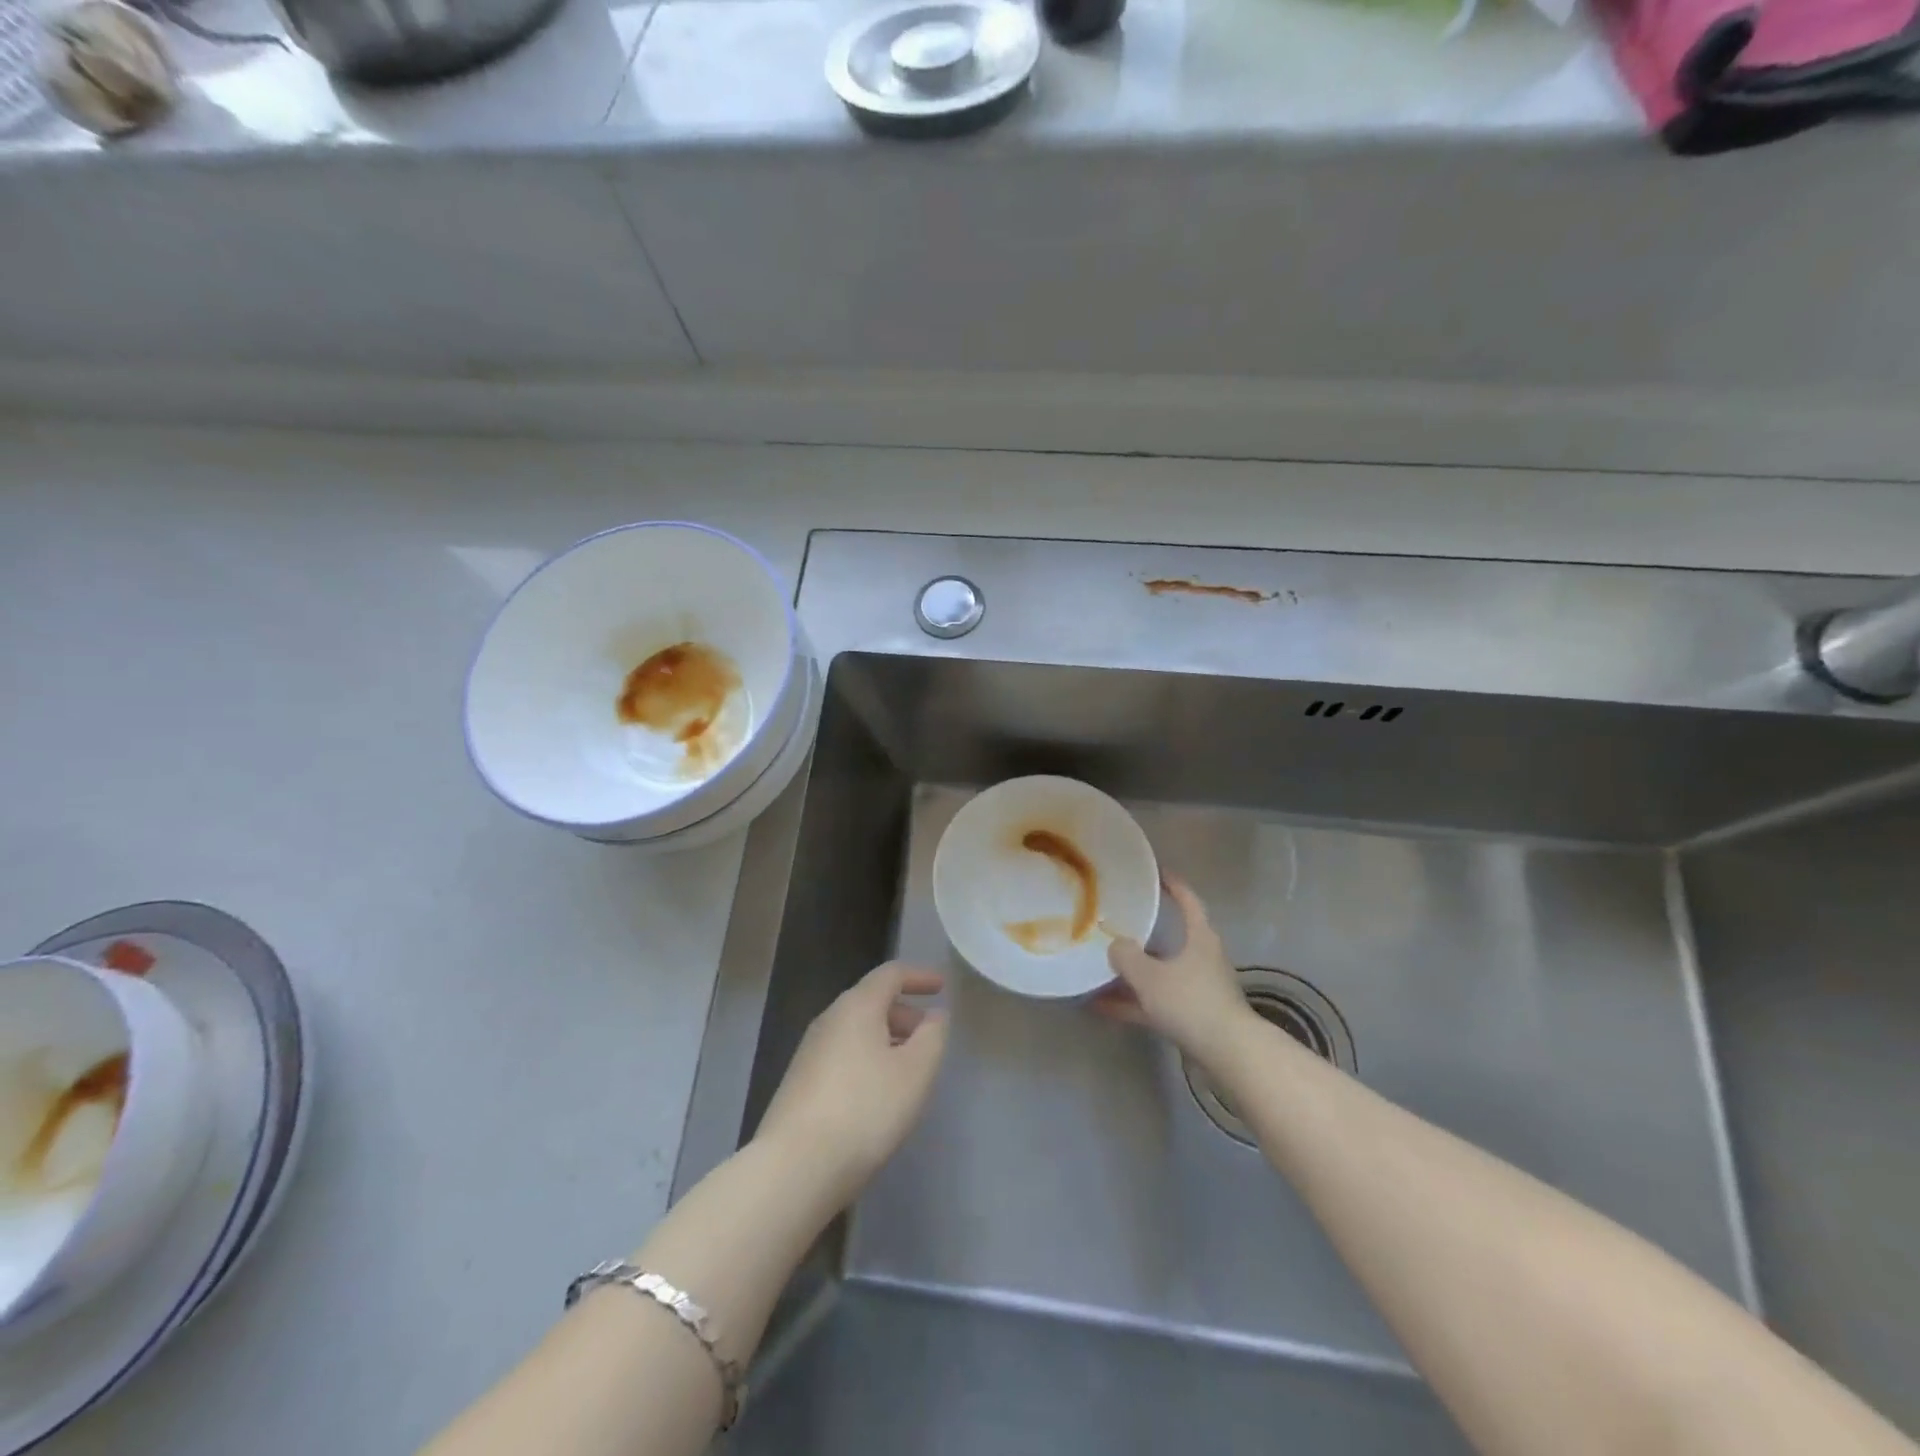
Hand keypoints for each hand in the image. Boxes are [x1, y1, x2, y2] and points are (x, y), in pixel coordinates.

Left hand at [754, 962, 949, 1203]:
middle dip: (904, 1013)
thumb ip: (932, 1036)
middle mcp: (829, 1019)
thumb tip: (934, 1015)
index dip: (919, 976)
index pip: (890, 974)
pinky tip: (878, 1093)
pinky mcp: (800, 1083)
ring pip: (856, 1031)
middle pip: (871, 1001)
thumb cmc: (866, 1109)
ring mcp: (810, 1052)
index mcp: (857, 1006)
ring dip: (886, 1039)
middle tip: (929, 1036)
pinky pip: (843, 1055)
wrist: (795, 1166)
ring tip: (908, 1068)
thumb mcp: (916, 1071)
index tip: (941, 986)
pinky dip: (867, 1059)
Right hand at [1092, 878, 1250, 1068]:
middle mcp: (1201, 958)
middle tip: (1115, 925)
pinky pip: (1155, 1002)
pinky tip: (1101, 1007)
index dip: (1173, 885)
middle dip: (1141, 936)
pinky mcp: (1193, 1017)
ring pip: (1159, 974)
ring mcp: (1198, 989)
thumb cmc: (1191, 1001)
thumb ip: (1126, 957)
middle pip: (1169, 940)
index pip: (1188, 901)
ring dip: (1130, 975)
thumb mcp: (1149, 975)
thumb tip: (1115, 946)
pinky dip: (1132, 1003)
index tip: (1157, 872)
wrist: (1228, 1053)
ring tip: (1096, 971)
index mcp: (1200, 938)